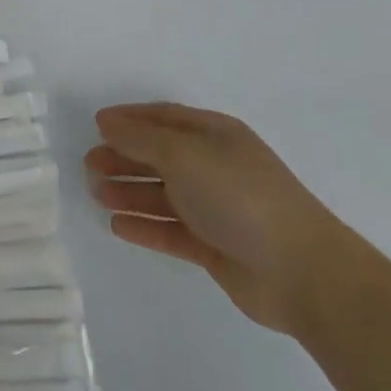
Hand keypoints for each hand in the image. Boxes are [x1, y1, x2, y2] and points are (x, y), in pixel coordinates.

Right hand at [85, 104, 358, 334]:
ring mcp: (216, 208)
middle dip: (123, 158)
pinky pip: (171, 230)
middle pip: (159, 156)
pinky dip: (145, 226)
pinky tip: (118, 226)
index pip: (163, 119)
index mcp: (214, 135)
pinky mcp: (216, 247)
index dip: (129, 120)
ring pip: (162, 194)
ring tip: (95, 194)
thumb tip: (106, 122)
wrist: (302, 272)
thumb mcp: (183, 155)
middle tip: (88, 166)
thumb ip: (140, 139)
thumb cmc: (239, 196)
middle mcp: (214, 166)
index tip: (95, 126)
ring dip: (129, 192)